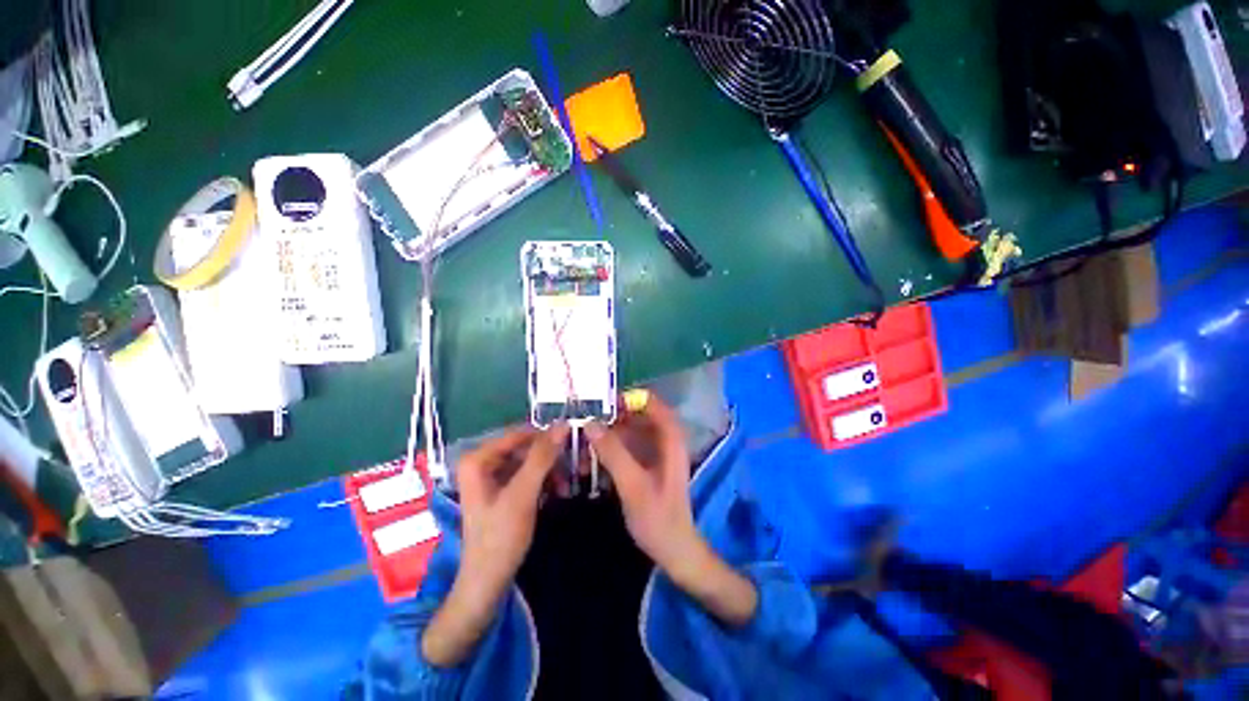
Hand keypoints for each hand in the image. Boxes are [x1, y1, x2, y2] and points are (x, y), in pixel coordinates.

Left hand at [457, 424, 568, 594]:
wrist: (488, 581)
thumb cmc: (500, 537)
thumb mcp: (522, 495)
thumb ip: (541, 458)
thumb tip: (563, 424)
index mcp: (477, 459)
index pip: (519, 434)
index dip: (547, 436)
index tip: (573, 441)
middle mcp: (482, 462)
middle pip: (525, 447)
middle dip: (550, 457)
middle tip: (574, 466)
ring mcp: (492, 476)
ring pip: (530, 460)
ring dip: (550, 469)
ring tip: (566, 484)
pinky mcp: (502, 489)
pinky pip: (528, 473)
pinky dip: (544, 479)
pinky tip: (558, 491)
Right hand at [585, 396, 697, 572]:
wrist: (674, 550)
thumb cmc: (658, 518)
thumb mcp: (633, 485)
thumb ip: (613, 452)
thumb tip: (590, 423)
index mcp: (670, 438)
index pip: (651, 402)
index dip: (627, 397)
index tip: (599, 403)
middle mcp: (664, 439)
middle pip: (637, 414)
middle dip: (611, 417)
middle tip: (583, 423)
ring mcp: (656, 452)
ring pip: (629, 430)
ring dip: (607, 435)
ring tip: (582, 443)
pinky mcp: (647, 464)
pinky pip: (627, 447)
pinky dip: (610, 450)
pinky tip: (591, 462)